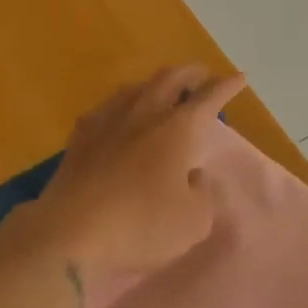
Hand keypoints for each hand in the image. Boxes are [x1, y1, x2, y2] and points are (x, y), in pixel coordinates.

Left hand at [29, 65, 245, 287]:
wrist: (68, 233)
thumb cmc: (141, 225)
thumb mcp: (193, 221)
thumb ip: (202, 193)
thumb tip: (193, 176)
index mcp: (178, 128)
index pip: (209, 97)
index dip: (227, 86)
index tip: (239, 77)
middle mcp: (144, 114)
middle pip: (170, 79)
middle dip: (190, 73)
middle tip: (201, 75)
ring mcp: (107, 122)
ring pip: (136, 88)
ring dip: (156, 84)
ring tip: (163, 90)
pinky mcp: (79, 139)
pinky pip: (106, 108)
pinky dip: (123, 105)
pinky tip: (119, 115)